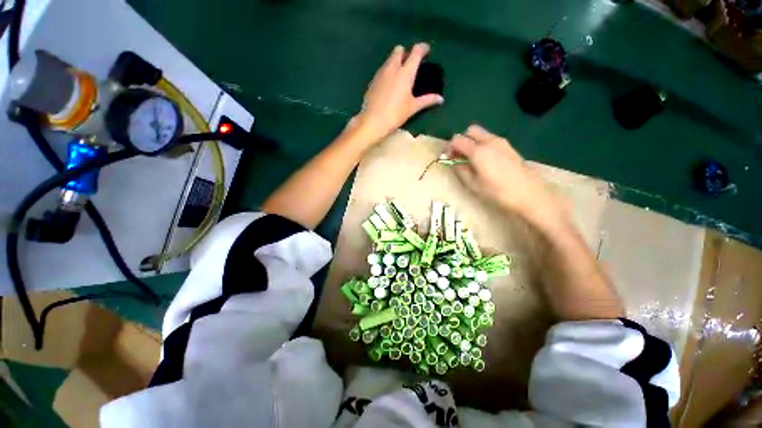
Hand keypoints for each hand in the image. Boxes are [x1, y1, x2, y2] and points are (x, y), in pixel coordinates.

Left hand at [354, 43, 443, 139]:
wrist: (373, 121)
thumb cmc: (395, 114)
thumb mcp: (412, 107)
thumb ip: (427, 100)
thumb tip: (441, 99)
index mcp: (405, 72)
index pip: (415, 52)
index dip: (422, 48)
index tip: (427, 51)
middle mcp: (392, 67)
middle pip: (399, 50)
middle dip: (406, 52)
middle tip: (411, 64)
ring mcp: (381, 73)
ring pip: (389, 59)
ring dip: (396, 61)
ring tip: (400, 74)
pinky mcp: (373, 80)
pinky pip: (382, 69)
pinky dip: (388, 70)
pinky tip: (389, 84)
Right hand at [446, 125, 563, 222]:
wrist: (529, 194)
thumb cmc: (497, 192)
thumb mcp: (473, 185)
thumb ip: (461, 171)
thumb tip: (455, 163)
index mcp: (478, 151)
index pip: (457, 140)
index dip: (450, 148)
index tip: (449, 159)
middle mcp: (490, 141)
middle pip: (470, 131)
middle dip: (462, 141)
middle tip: (460, 156)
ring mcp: (501, 142)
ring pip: (482, 134)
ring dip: (473, 143)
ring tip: (472, 160)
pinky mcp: (509, 147)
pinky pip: (491, 140)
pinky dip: (483, 145)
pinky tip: (485, 161)